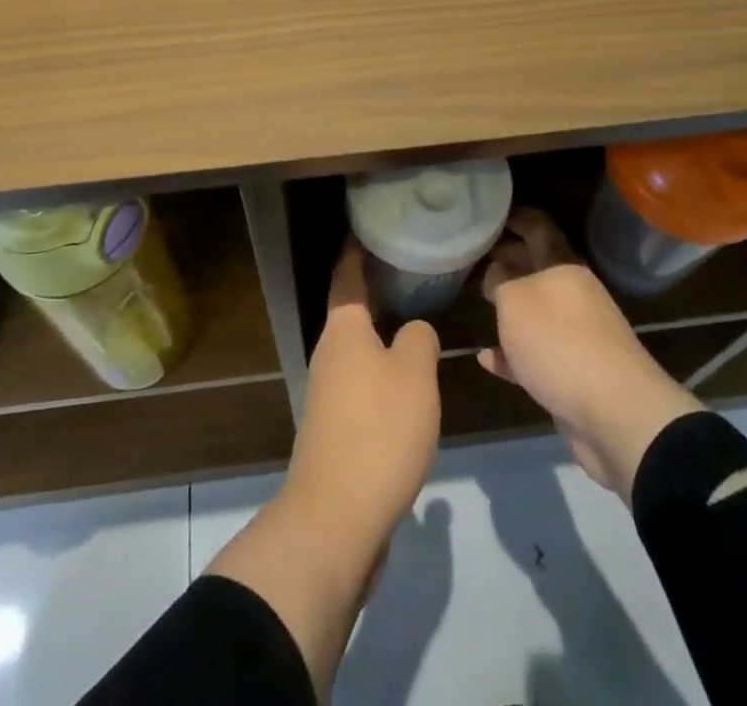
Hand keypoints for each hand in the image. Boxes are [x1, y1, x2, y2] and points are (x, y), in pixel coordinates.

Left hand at [207, 241, 440, 691]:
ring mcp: (328, 392)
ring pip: (358, 349)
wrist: (337, 517)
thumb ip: (418, 339)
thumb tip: (413, 332)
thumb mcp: (414, 373)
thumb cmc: (378, 429)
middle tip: (412, 272)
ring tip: (417, 321)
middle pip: (352, 311)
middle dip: (377, 291)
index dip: (358, 250)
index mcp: (343, 329)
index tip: (371, 228)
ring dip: (382, 334)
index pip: (348, 275)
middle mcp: (329, 353)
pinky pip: (362, 382)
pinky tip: (409, 382)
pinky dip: (383, 370)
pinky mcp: (336, 427)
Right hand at [480, 209, 704, 500]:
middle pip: (536, 270)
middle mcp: (574, 296)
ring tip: (479, 302)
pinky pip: (535, 357)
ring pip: (536, 314)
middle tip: (475, 256)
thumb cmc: (560, 342)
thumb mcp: (514, 301)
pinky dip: (512, 356)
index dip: (516, 218)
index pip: (538, 229)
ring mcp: (577, 337)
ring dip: (510, 310)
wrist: (616, 414)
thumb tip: (497, 275)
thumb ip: (500, 282)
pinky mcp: (574, 376)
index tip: (491, 214)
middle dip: (508, 261)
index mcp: (564, 268)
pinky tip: (487, 359)